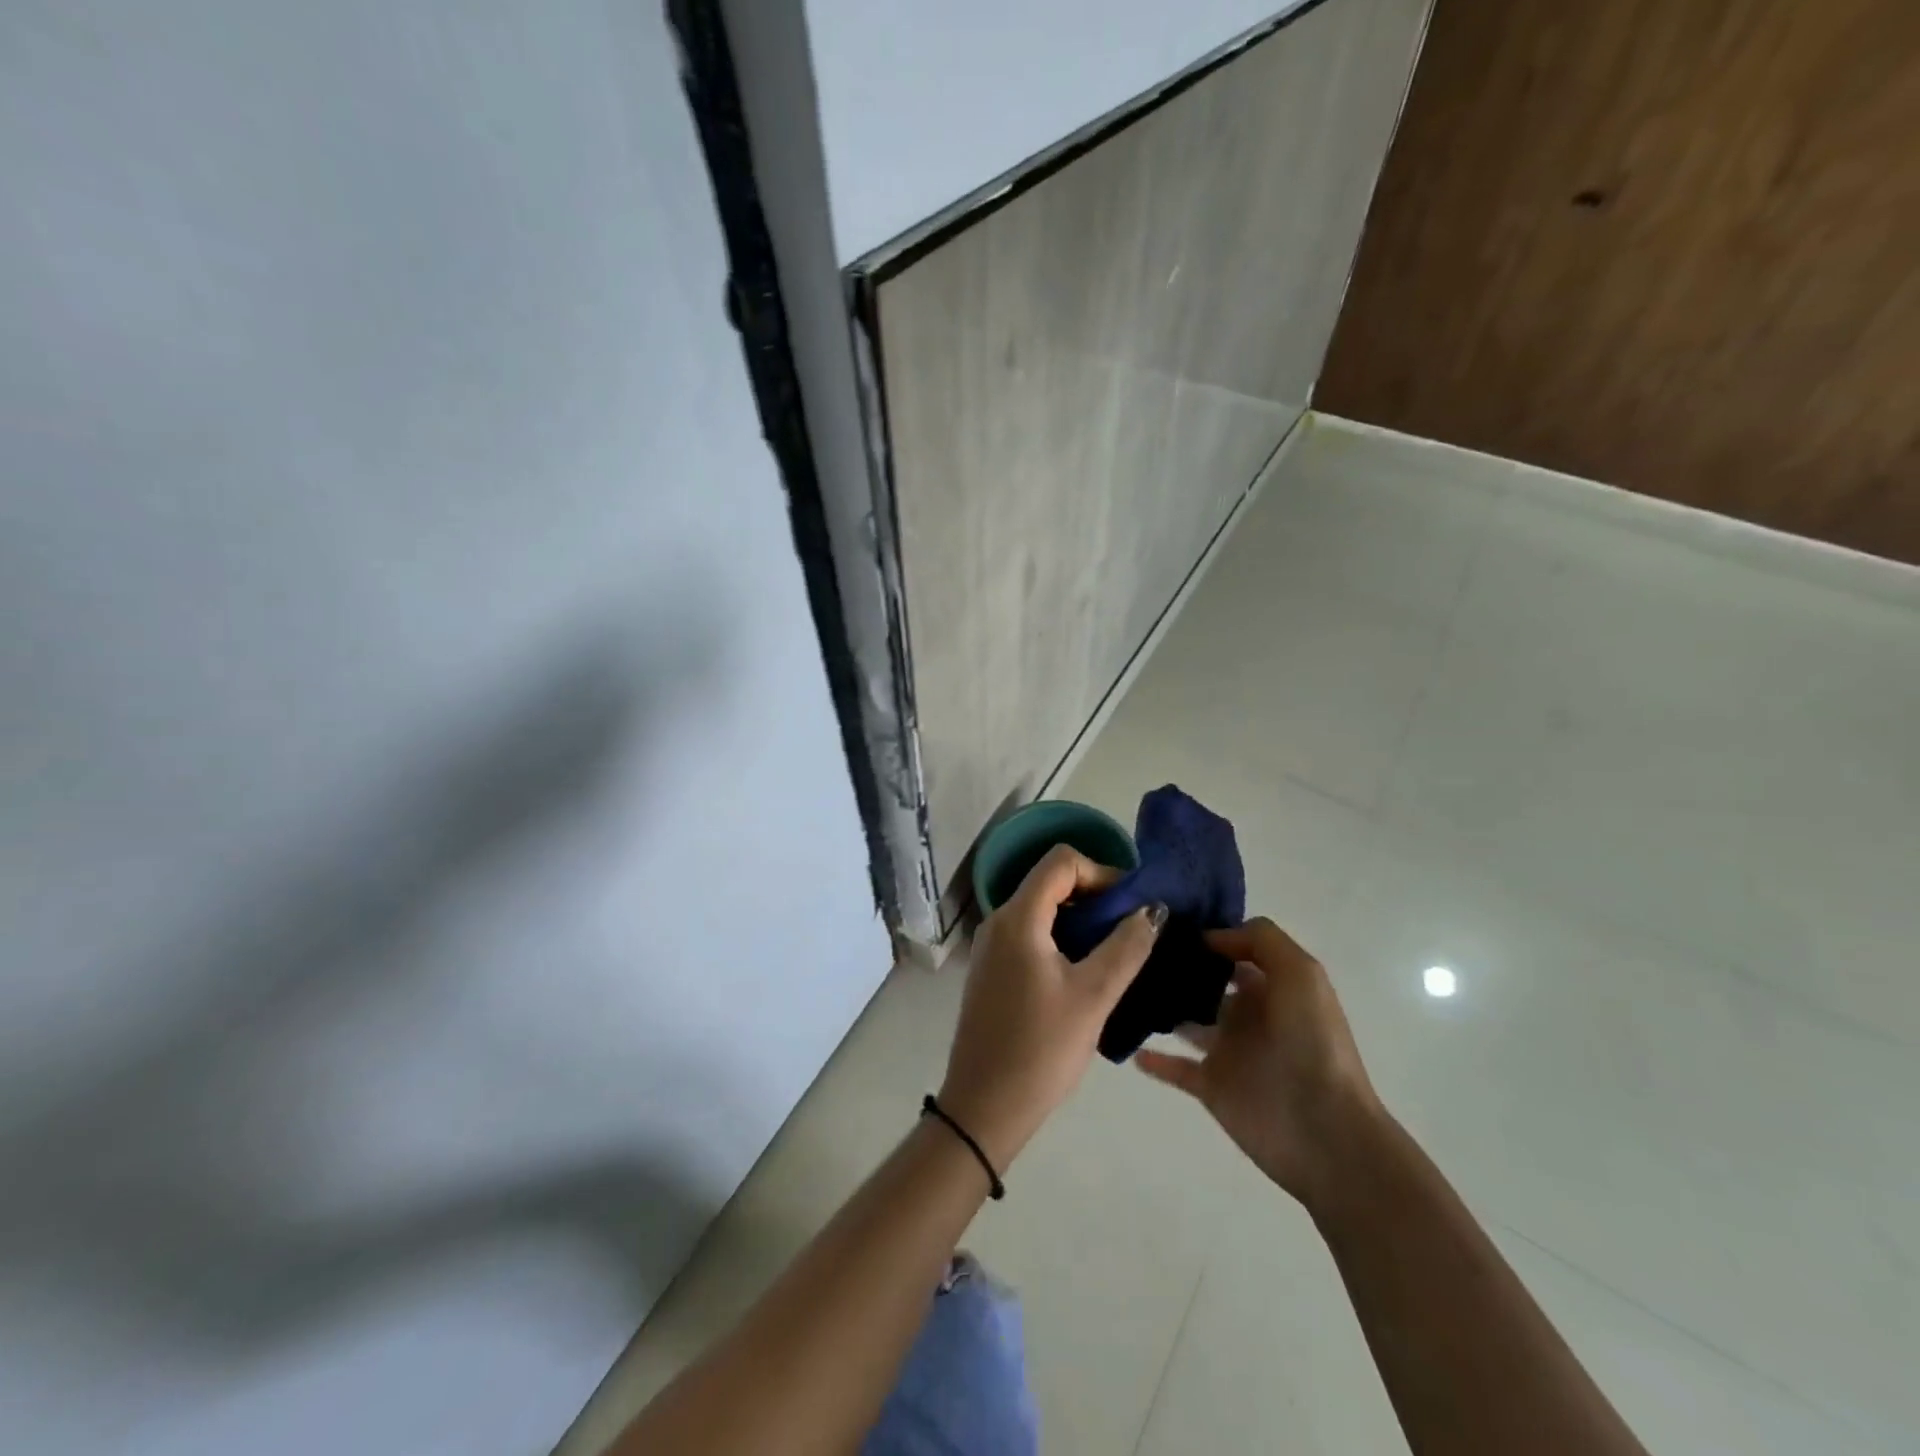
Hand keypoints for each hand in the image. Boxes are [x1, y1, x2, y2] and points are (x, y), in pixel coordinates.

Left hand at [938, 845, 1164, 1170]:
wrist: (983, 1107)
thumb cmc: (1041, 1048)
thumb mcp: (1093, 996)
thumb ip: (1126, 946)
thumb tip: (1152, 909)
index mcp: (1018, 918)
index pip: (1061, 861)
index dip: (1101, 871)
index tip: (1131, 904)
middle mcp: (998, 921)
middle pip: (1049, 881)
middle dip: (1093, 894)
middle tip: (1129, 926)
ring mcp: (991, 946)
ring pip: (1040, 908)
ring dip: (1079, 918)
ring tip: (1113, 949)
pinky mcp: (992, 970)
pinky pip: (1029, 933)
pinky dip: (1060, 937)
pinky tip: (1083, 971)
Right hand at [1135, 917, 1381, 1209]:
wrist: (1324, 1132)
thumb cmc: (1313, 1044)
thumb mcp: (1301, 974)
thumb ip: (1260, 940)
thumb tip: (1210, 936)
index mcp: (1271, 986)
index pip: (1233, 950)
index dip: (1206, 934)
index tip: (1164, 922)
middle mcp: (1248, 1013)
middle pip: (1205, 982)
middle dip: (1175, 966)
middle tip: (1132, 951)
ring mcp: (1227, 1051)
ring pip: (1185, 1020)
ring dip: (1159, 1007)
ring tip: (1122, 987)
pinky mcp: (1210, 1086)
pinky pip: (1174, 1067)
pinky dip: (1152, 1059)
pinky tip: (1129, 1046)